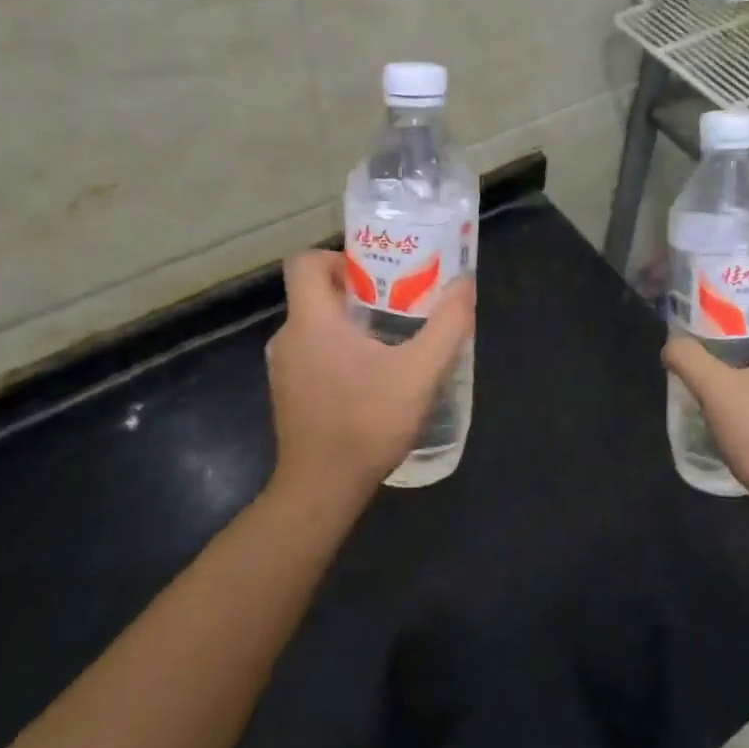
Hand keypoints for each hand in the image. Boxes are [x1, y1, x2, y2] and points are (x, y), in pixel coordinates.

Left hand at [265, 249, 475, 506]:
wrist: (322, 489)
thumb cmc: (367, 422)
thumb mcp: (420, 372)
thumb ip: (446, 325)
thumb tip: (465, 284)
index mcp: (310, 321)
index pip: (305, 262)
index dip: (338, 257)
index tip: (374, 274)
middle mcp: (288, 337)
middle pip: (315, 293)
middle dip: (356, 292)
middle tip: (398, 304)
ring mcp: (283, 369)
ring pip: (315, 327)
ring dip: (349, 326)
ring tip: (392, 342)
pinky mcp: (288, 395)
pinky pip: (312, 355)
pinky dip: (338, 354)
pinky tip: (373, 379)